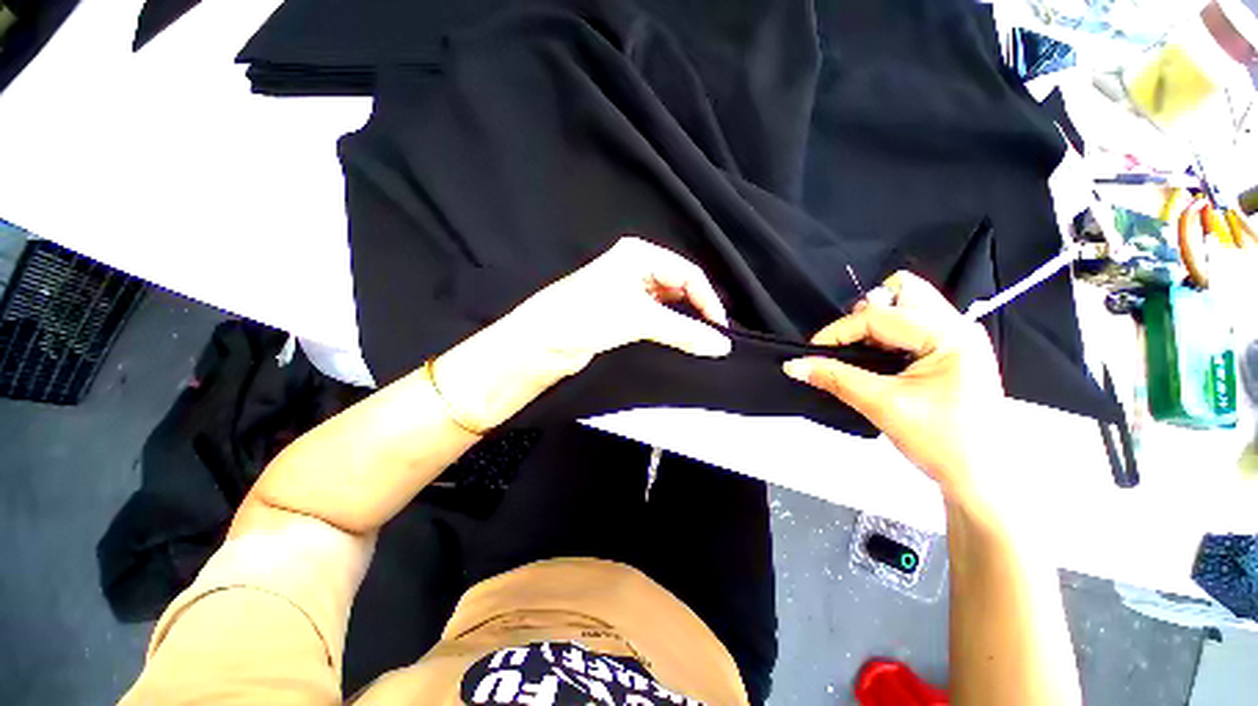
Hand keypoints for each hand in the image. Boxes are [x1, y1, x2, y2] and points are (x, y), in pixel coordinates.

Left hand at [431, 237, 730, 431]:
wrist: (536, 347)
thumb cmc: (581, 319)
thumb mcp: (636, 318)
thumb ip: (681, 331)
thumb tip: (720, 345)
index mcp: (637, 256)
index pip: (687, 274)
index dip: (708, 300)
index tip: (720, 330)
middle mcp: (634, 271)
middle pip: (680, 289)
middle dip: (698, 311)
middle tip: (714, 339)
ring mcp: (628, 295)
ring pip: (669, 307)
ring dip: (685, 325)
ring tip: (702, 345)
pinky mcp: (621, 318)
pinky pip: (656, 322)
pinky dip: (670, 333)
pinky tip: (681, 346)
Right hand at [782, 272, 1006, 511]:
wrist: (982, 480)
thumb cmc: (942, 442)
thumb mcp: (883, 406)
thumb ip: (835, 378)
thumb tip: (794, 365)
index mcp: (949, 335)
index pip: (878, 316)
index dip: (838, 331)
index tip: (812, 353)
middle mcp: (957, 326)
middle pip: (902, 291)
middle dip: (866, 313)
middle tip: (848, 345)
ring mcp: (957, 337)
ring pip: (906, 306)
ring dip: (875, 324)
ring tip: (861, 355)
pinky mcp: (951, 351)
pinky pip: (911, 326)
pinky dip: (886, 336)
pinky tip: (877, 361)